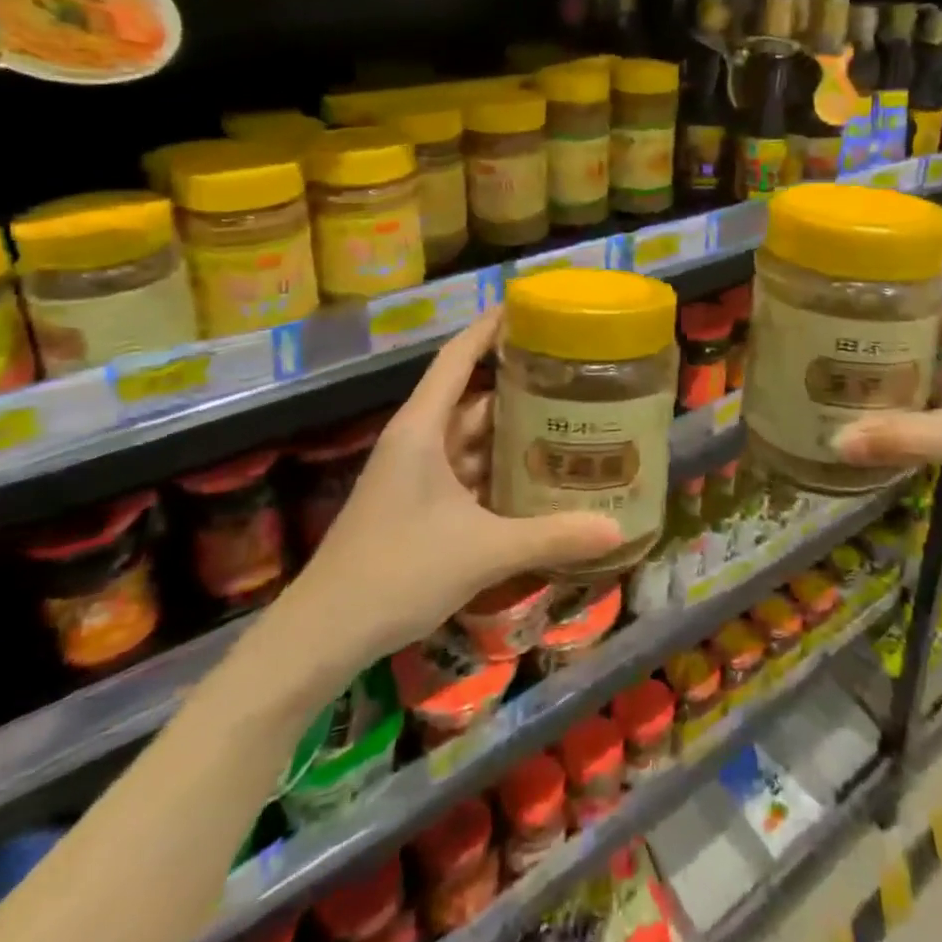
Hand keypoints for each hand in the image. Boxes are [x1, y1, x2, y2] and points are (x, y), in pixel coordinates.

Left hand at [289, 311, 622, 663]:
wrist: (323, 634)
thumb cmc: (397, 572)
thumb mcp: (483, 552)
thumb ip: (551, 537)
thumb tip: (618, 533)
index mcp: (422, 428)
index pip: (457, 358)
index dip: (489, 328)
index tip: (527, 307)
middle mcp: (417, 440)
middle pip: (472, 397)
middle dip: (517, 385)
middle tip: (571, 376)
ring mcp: (414, 473)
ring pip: (469, 437)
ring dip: (509, 432)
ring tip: (564, 422)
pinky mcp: (416, 503)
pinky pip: (464, 470)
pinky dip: (496, 469)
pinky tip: (533, 479)